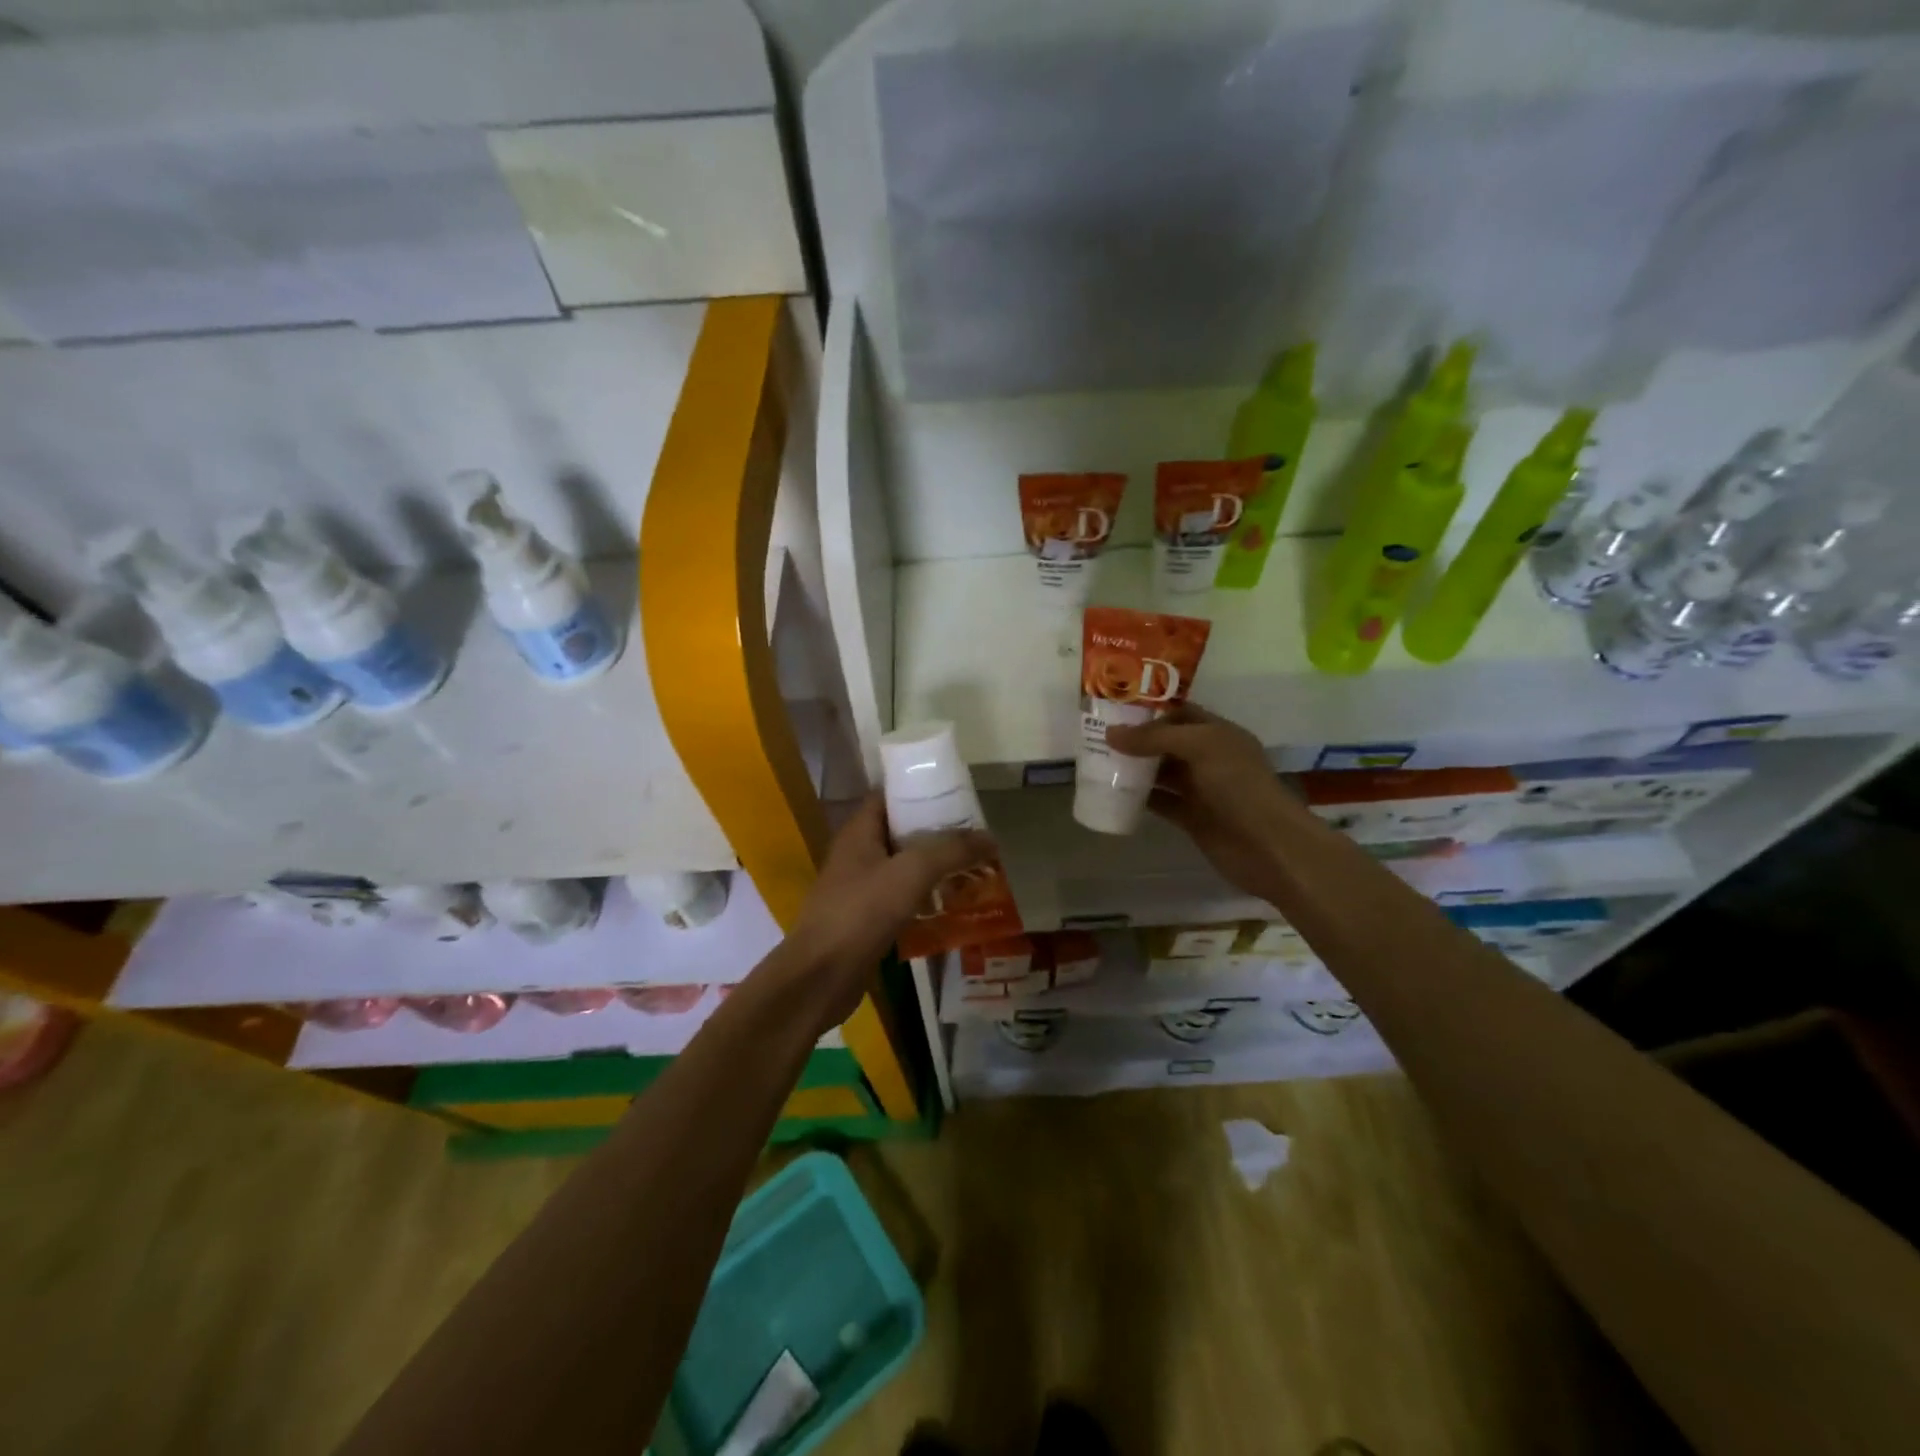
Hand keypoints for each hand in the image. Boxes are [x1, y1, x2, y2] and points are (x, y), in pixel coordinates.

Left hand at [782, 793, 994, 1025]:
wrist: (821, 976)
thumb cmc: (861, 912)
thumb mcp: (912, 873)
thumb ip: (951, 851)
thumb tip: (990, 837)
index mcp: (859, 832)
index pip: (890, 796)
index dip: (921, 791)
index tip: (957, 796)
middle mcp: (857, 854)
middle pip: (900, 831)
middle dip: (936, 832)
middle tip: (974, 836)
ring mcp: (859, 888)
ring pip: (903, 867)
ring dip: (934, 867)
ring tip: (972, 867)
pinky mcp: (866, 919)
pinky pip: (901, 897)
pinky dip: (925, 896)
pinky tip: (952, 903)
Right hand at [1103, 705, 1300, 902]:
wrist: (1268, 845)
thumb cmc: (1238, 786)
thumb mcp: (1200, 747)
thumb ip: (1155, 739)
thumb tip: (1110, 733)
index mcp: (1219, 734)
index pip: (1181, 714)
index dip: (1152, 711)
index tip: (1117, 710)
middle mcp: (1210, 758)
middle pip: (1168, 743)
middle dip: (1138, 739)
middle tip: (1099, 736)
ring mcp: (1201, 789)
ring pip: (1162, 773)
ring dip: (1136, 768)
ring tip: (1100, 762)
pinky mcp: (1192, 818)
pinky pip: (1161, 802)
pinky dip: (1140, 798)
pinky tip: (1114, 793)